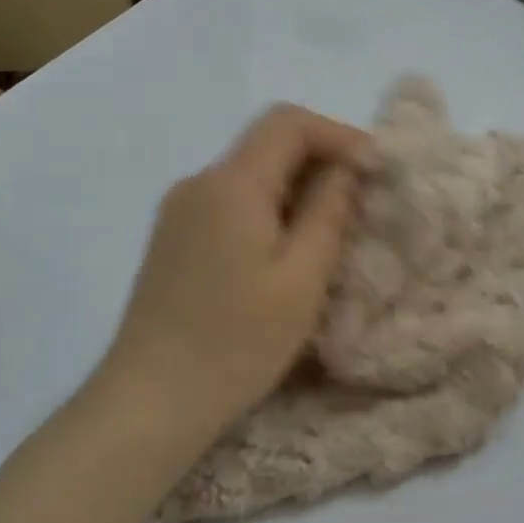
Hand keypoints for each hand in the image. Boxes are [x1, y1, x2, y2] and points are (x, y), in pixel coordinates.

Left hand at [98, 104, 371, 440]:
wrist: (150, 400)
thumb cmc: (236, 342)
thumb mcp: (301, 279)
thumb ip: (329, 211)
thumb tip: (348, 167)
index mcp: (231, 183)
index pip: (289, 122)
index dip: (338, 134)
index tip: (373, 171)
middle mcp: (199, 182)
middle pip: (268, 145)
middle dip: (320, 163)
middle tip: (359, 206)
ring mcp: (179, 210)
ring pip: (249, 175)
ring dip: (294, 190)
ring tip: (328, 234)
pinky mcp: (172, 239)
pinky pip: (228, 203)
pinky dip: (266, 211)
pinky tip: (282, 254)